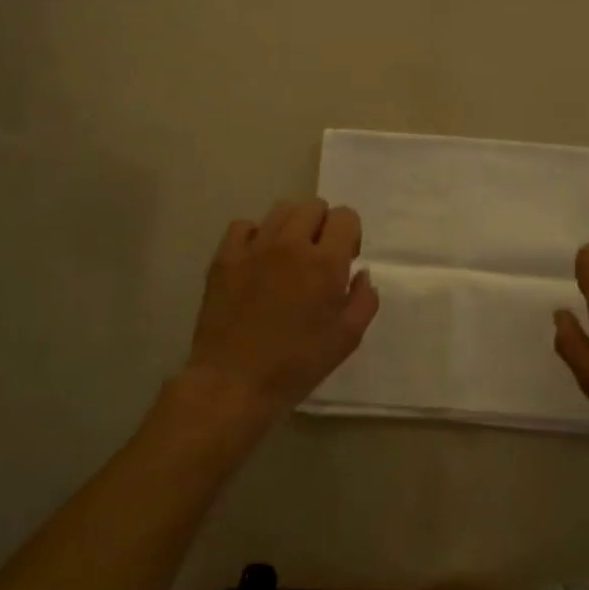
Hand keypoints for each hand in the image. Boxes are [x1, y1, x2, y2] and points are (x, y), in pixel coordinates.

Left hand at [176, 199, 379, 435]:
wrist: (233, 382)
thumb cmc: (296, 364)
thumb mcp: (346, 339)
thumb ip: (363, 300)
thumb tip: (361, 274)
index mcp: (324, 262)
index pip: (345, 216)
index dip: (350, 234)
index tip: (345, 261)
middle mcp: (290, 244)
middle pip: (314, 207)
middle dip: (323, 226)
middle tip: (318, 258)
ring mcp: (254, 248)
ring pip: (281, 210)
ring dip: (293, 226)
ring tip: (289, 256)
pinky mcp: (224, 258)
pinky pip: (244, 226)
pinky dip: (256, 235)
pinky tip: (258, 260)